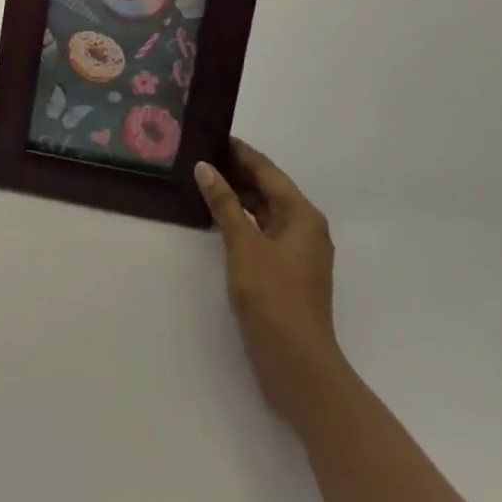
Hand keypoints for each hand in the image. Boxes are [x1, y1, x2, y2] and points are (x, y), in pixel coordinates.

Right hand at [195, 138, 342, 425]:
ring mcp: (296, 252)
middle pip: (267, 188)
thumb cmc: (273, 298)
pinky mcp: (285, 271)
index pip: (266, 170)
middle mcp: (304, 228)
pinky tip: (214, 216)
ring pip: (263, 210)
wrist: (298, 367)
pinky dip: (240, 219)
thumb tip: (205, 167)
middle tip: (198, 154)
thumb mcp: (244, 244)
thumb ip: (224, 203)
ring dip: (236, 195)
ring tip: (201, 179)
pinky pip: (260, 230)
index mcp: (302, 215)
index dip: (239, 152)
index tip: (210, 134)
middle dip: (235, 171)